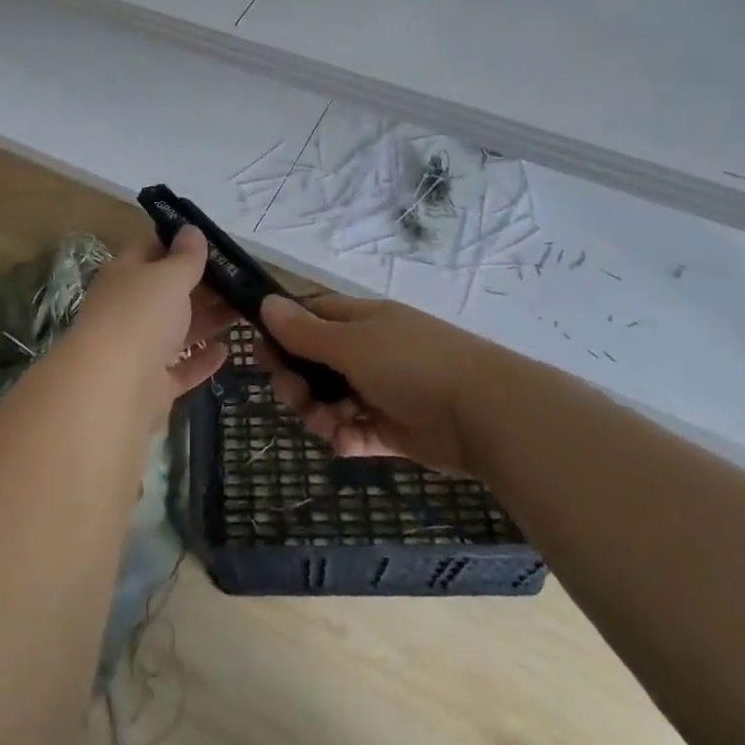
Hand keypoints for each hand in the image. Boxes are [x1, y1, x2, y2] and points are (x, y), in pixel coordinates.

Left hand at [65, 228, 234, 416]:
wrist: (112, 390)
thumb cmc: (141, 317)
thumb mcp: (168, 277)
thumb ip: (185, 257)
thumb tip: (191, 230)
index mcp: (125, 276)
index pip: (151, 250)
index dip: (181, 244)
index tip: (216, 244)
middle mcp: (128, 309)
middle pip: (167, 292)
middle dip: (203, 285)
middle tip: (242, 280)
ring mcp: (138, 350)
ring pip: (177, 330)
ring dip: (207, 320)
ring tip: (245, 310)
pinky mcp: (151, 386)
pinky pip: (180, 369)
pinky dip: (201, 360)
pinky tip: (225, 351)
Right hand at [260, 294, 489, 474]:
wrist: (482, 413)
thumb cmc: (410, 364)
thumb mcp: (350, 344)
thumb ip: (305, 331)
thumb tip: (265, 303)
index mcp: (360, 321)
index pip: (312, 317)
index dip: (284, 333)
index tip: (262, 355)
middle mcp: (368, 352)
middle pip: (315, 364)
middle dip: (298, 383)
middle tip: (297, 397)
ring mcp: (382, 391)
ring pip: (331, 401)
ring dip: (320, 415)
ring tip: (331, 426)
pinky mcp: (394, 429)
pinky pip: (356, 432)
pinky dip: (347, 437)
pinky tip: (348, 442)